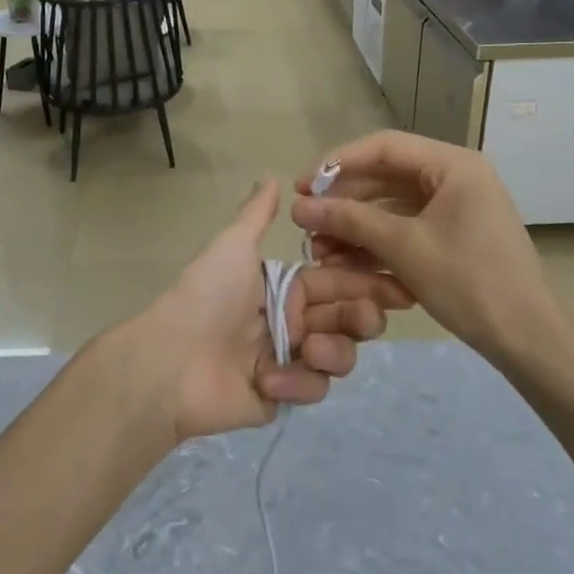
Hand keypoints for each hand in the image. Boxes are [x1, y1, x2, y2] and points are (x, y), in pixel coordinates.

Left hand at [114, 178, 413, 440]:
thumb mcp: (233, 247)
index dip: (369, 281)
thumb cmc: (206, 297)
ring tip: (311, 348)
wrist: (170, 361)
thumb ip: (256, 215)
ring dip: (335, 351)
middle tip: (368, 317)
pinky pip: (311, 389)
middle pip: (347, 320)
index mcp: (285, 288)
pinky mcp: (281, 396)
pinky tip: (271, 379)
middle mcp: (292, 322)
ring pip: (338, 356)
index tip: (402, 283)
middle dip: (363, 317)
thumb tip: (271, 176)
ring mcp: (288, 361)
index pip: (338, 281)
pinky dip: (298, 383)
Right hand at [290, 131, 573, 402]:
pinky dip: (376, 244)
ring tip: (319, 251)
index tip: (302, 186)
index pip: (383, 147)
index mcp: (453, 165)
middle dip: (343, 202)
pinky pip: (406, 230)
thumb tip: (299, 208)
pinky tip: (346, 264)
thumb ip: (350, 221)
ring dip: (355, 227)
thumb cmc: (470, 281)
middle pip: (385, 177)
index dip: (337, 163)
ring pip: (392, 207)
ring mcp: (455, 209)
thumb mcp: (404, 247)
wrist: (529, 339)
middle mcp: (455, 178)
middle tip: (305, 223)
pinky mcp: (453, 237)